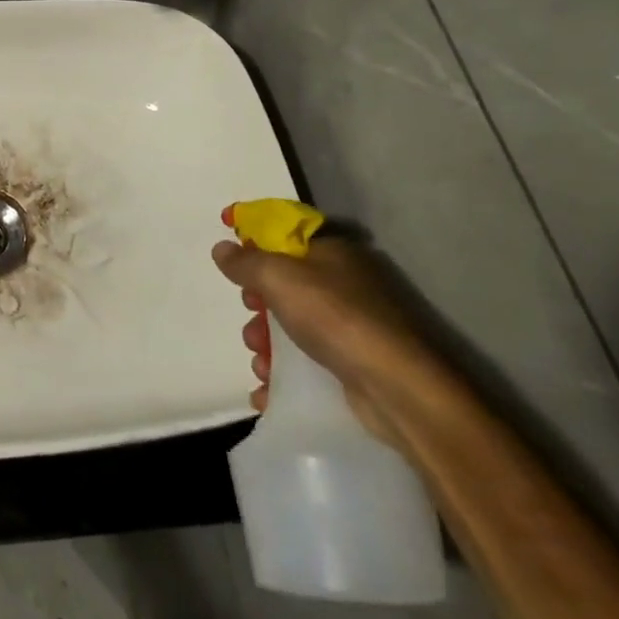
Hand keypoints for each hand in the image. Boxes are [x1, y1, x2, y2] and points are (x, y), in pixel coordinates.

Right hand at [212, 230, 439, 445]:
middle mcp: (343, 281)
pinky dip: (283, 373)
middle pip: (284, 281)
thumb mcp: (278, 277)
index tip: (227, 239)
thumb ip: (245, 262)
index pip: (284, 229)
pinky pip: (306, 360)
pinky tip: (267, 389)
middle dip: (258, 301)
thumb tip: (222, 248)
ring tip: (260, 362)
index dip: (253, 232)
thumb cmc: (334, 316)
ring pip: (292, 323)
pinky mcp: (353, 362)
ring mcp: (351, 323)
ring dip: (266, 342)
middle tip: (250, 314)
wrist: (396, 387)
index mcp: (331, 250)